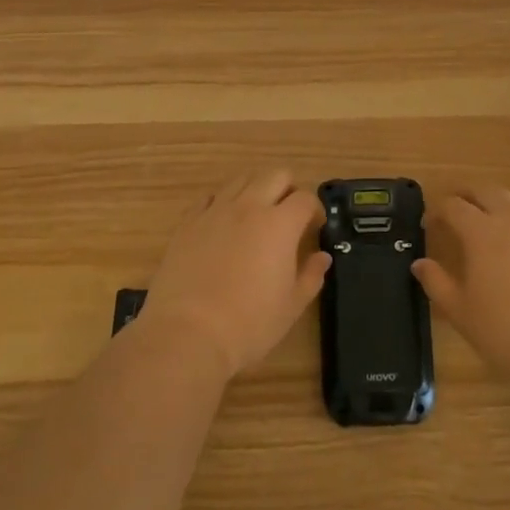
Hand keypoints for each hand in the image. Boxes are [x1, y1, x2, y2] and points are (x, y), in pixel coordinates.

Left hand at [139, 170, 330, 380]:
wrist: (188, 334)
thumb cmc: (249, 324)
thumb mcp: (291, 306)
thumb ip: (311, 275)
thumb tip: (322, 257)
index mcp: (280, 224)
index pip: (305, 198)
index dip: (314, 210)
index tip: (314, 227)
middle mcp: (249, 206)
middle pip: (275, 175)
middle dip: (288, 188)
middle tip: (288, 215)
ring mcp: (215, 211)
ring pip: (241, 179)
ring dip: (255, 189)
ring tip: (256, 215)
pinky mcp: (188, 222)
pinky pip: (209, 197)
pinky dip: (222, 202)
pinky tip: (222, 223)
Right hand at [413, 186, 509, 384]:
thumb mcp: (463, 314)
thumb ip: (438, 284)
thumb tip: (420, 264)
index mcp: (482, 231)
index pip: (453, 206)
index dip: (437, 210)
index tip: (428, 222)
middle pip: (485, 191)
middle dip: (466, 195)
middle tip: (455, 209)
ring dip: (496, 206)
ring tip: (488, 226)